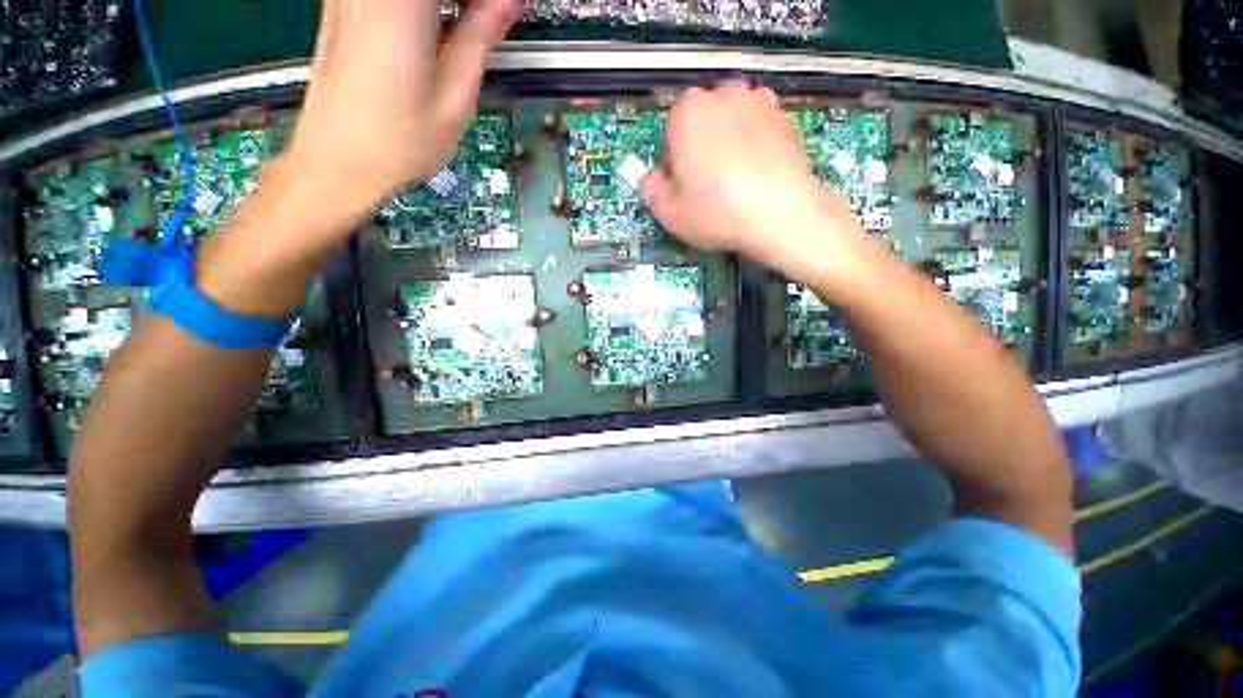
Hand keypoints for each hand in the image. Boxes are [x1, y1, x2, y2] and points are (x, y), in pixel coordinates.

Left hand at [197, 0, 517, 316]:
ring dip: (450, 7)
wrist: (337, 161)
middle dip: (471, 4)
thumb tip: (508, 1)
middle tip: (492, 24)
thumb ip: (481, 37)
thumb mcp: (455, 97)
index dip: (488, 2)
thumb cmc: (396, 143)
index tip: (505, 13)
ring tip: (472, 32)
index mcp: (399, 5)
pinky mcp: (344, 5)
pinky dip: (427, 10)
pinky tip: (441, 31)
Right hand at [642, 83, 870, 284]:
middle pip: (701, 126)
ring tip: (734, 183)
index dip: (673, 166)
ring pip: (730, 126)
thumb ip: (650, 188)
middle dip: (699, 151)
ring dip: (726, 147)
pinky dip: (753, 149)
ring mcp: (760, 102)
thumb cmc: (716, 211)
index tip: (683, 189)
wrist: (781, 214)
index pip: (669, 136)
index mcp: (688, 110)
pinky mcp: (786, 118)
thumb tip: (653, 178)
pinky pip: (758, 132)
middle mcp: (724, 94)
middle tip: (707, 187)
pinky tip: (756, 178)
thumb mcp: (667, 211)